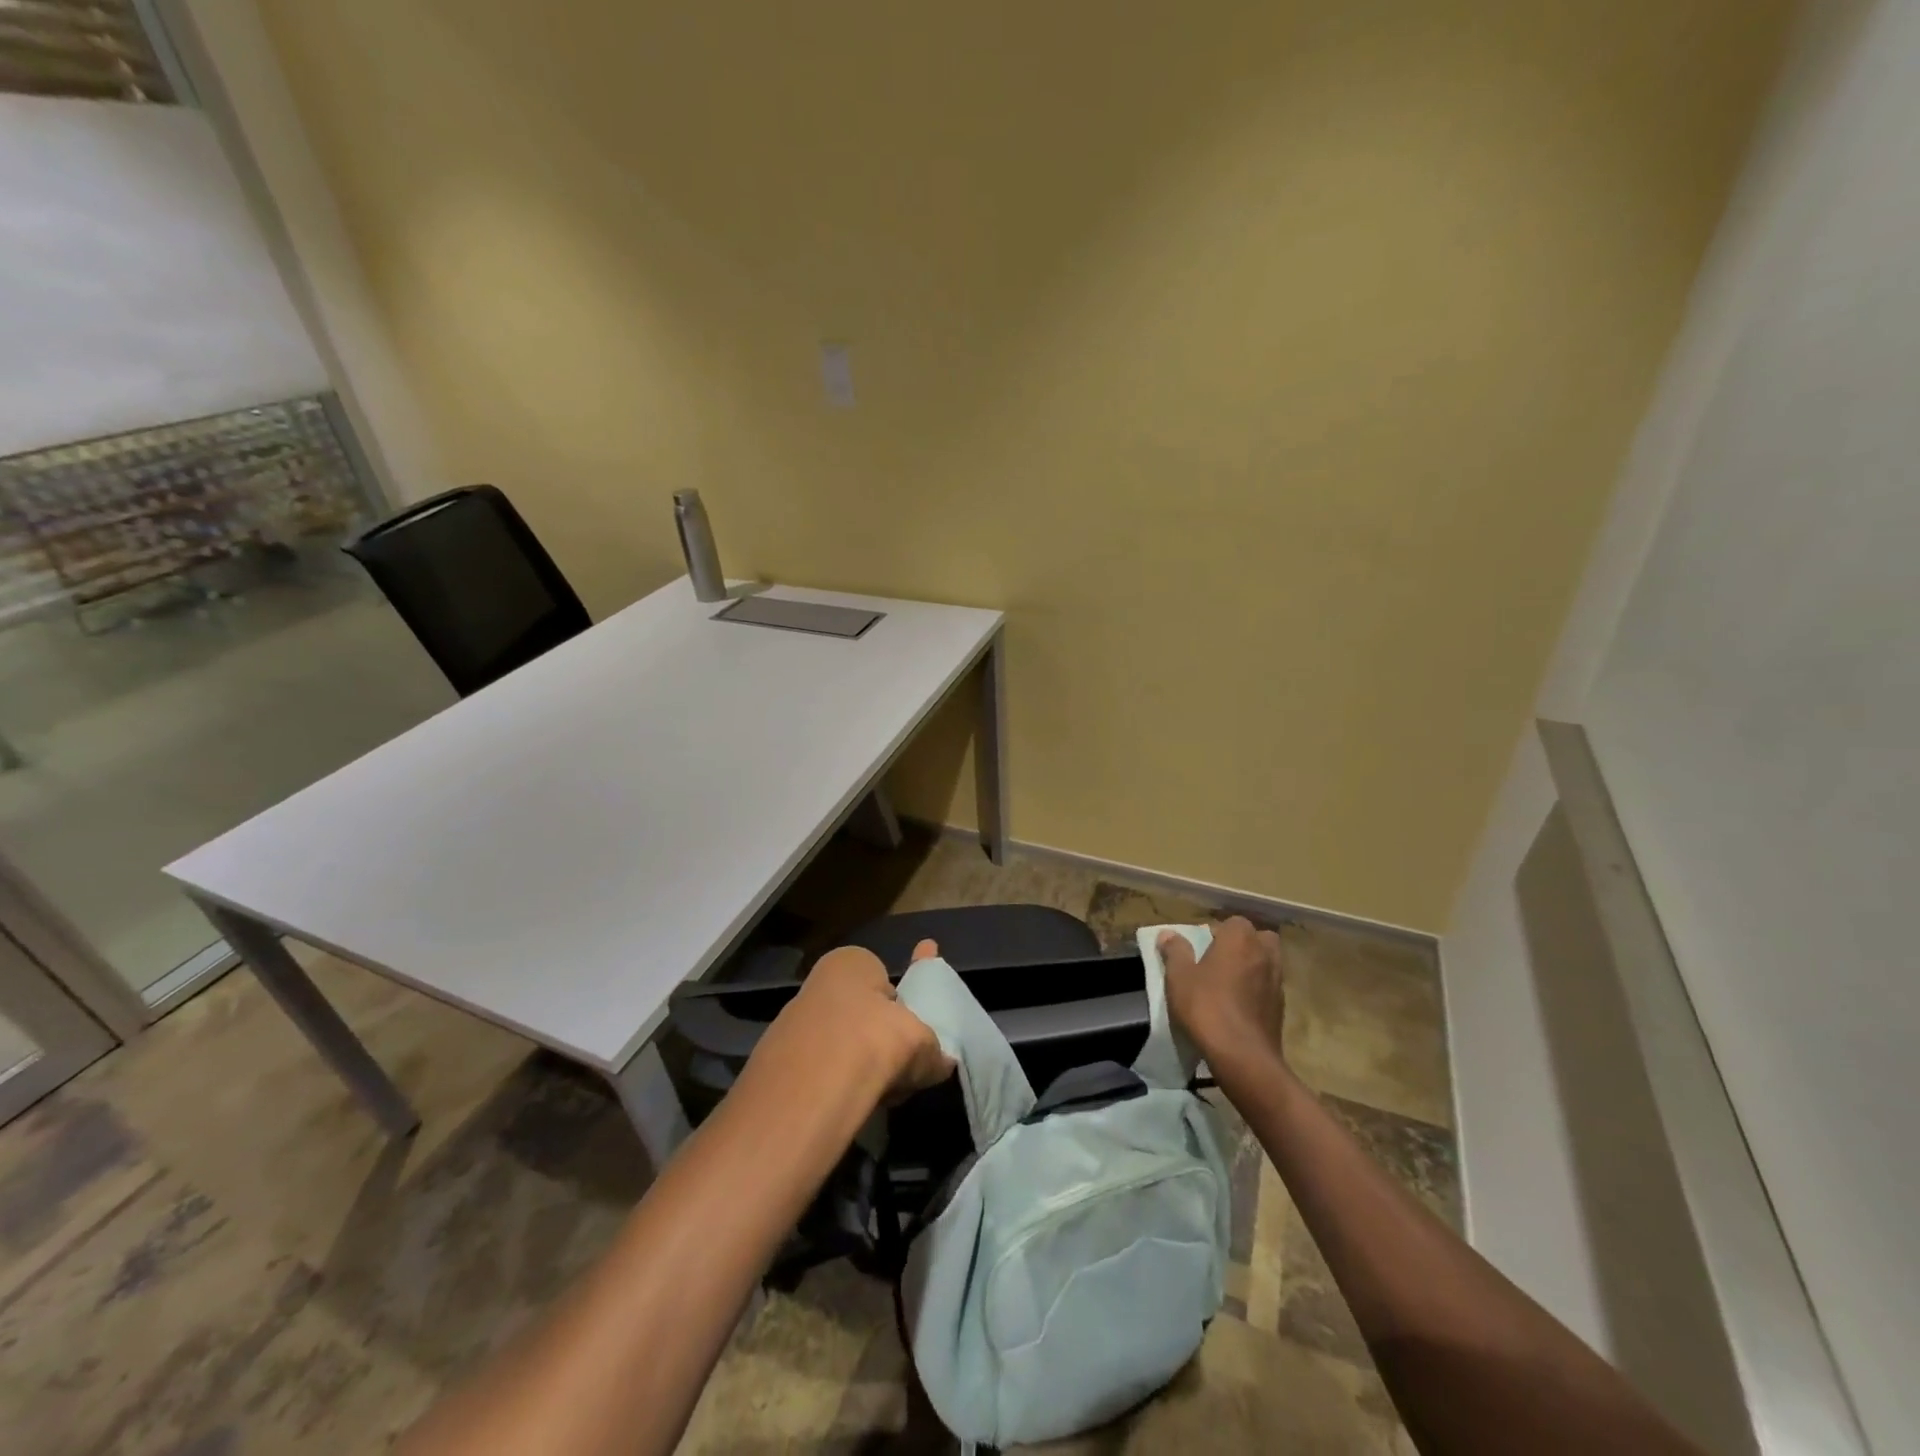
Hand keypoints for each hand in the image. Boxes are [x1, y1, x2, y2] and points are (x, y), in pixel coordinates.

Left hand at [761, 940, 953, 1100]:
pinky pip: (818, 1074)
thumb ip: (933, 1051)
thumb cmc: (875, 1041)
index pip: (883, 979)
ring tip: (878, 1092)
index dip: (901, 1006)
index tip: (912, 1034)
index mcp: (852, 962)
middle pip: (859, 1014)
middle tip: (899, 1066)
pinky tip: (848, 1107)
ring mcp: (791, 1025)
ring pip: (838, 1046)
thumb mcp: (922, 1043)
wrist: (810, 1090)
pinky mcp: (776, 1067)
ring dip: (856, 1066)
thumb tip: (942, 1061)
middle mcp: (817, 984)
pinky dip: (834, 1088)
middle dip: (877, 1038)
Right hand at [1158, 917, 1287, 1077]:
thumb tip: (1168, 934)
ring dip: (1252, 967)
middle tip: (1219, 960)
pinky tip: (1238, 1005)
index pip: (1233, 922)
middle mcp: (1265, 954)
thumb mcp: (1179, 977)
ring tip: (1228, 984)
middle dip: (1242, 944)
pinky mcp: (1281, 1007)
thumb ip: (1175, 951)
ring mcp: (1277, 981)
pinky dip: (1257, 990)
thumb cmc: (1207, 1007)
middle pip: (1258, 939)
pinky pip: (1268, 987)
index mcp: (1240, 939)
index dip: (1217, 932)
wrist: (1243, 1056)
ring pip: (1266, 962)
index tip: (1201, 948)